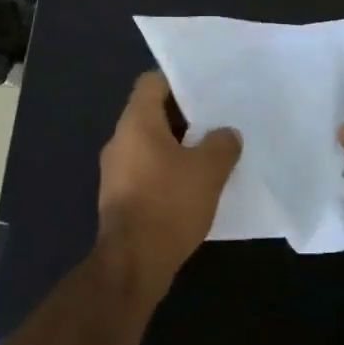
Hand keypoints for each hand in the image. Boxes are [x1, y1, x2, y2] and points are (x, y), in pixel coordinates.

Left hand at [96, 71, 241, 298]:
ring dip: (179, 147)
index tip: (206, 89)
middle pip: (152, 114)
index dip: (178, 81)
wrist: (133, 263)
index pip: (152, 83)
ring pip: (151, 145)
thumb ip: (222, 144)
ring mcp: (116, 171)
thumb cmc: (169, 204)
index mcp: (136, 123)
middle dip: (185, 117)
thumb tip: (226, 134)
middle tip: (218, 121)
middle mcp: (120, 141)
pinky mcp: (121, 197)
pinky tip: (195, 185)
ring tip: (212, 153)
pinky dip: (169, 171)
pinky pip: (147, 171)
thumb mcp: (208, 170)